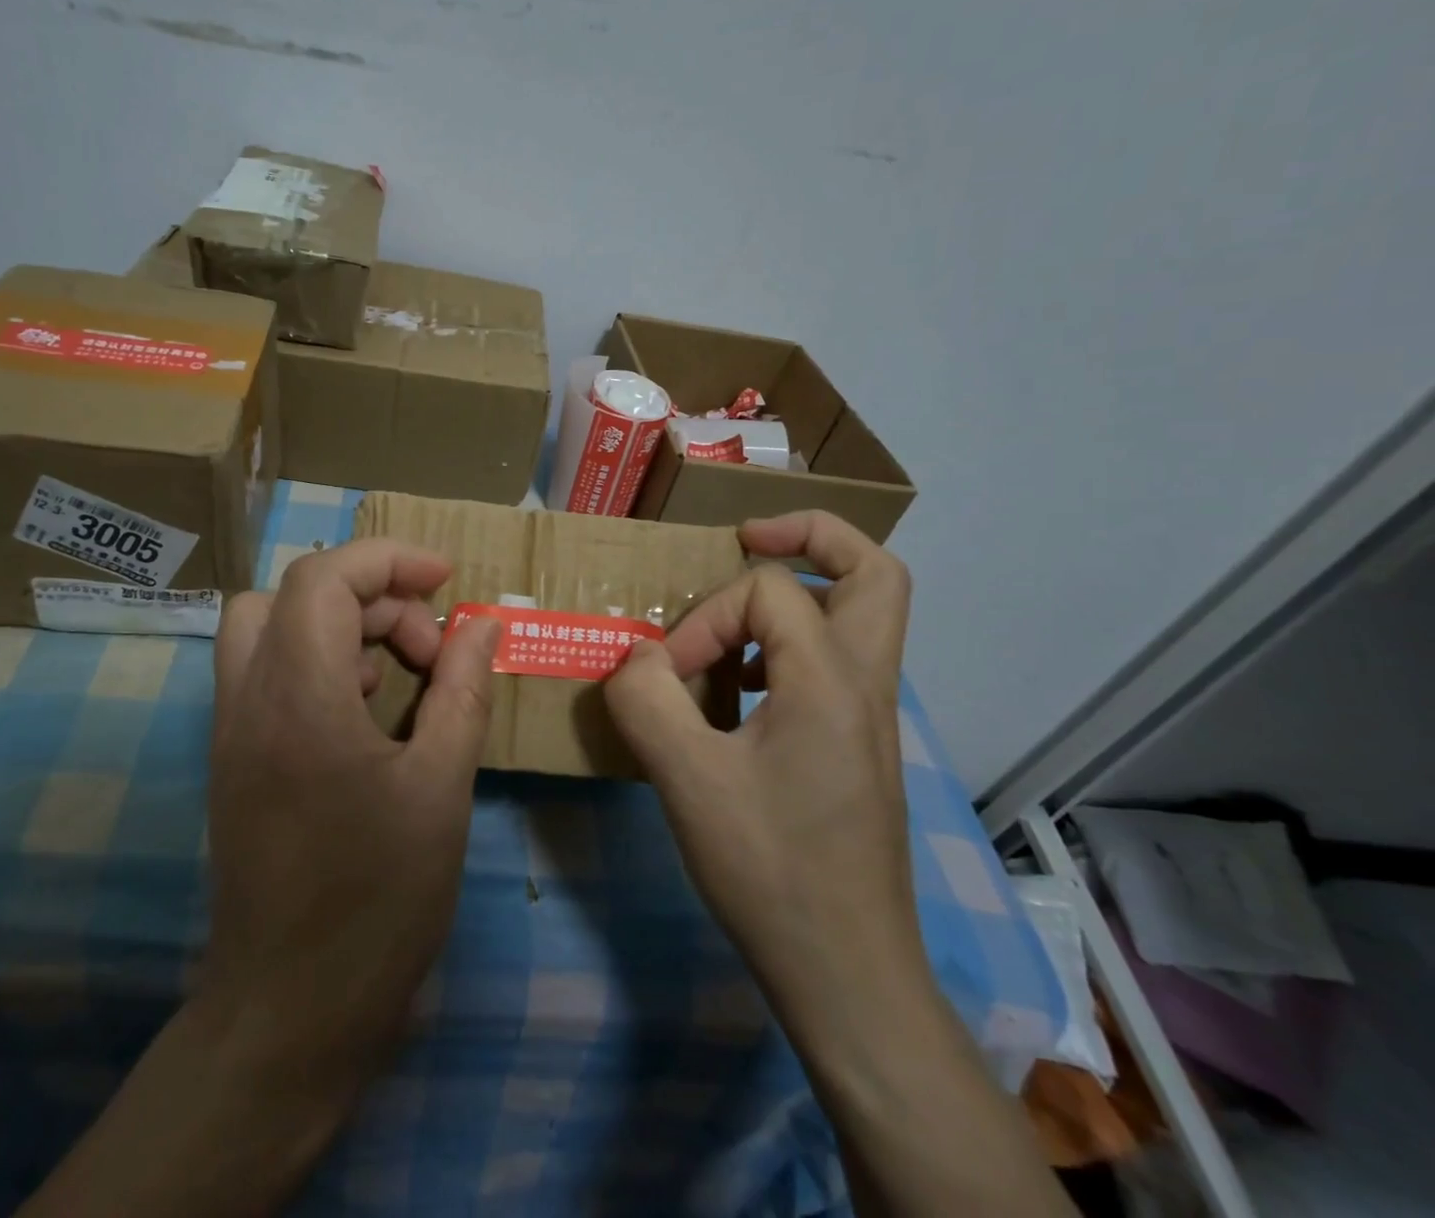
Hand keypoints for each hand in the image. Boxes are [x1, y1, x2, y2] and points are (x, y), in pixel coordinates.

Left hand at [20, 540, 500, 1217]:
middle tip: (431, 647)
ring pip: (271, 626)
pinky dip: (320, 662)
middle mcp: (249, 697)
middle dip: (373, 596)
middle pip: (296, 592)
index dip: (389, 560)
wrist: (289, 1015)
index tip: (446, 579)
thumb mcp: (441, 786)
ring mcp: (231, 729)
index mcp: (299, 695)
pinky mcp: (234, 758)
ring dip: (341, 625)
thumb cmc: (378, 901)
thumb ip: (461, 689)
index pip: (325, 576)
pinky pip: (268, 671)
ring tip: (401, 674)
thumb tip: (481, 623)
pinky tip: (367, 713)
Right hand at [603, 511, 923, 1039]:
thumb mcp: (687, 780)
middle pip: (876, 571)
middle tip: (749, 539)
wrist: (847, 974)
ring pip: (864, 616)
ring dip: (802, 594)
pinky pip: (836, 662)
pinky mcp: (857, 747)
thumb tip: (634, 656)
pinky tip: (740, 689)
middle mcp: (865, 685)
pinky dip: (792, 646)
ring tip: (737, 619)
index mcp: (832, 680)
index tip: (669, 674)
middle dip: (814, 536)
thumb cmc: (770, 870)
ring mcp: (869, 718)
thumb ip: (647, 700)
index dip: (706, 618)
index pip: (769, 593)